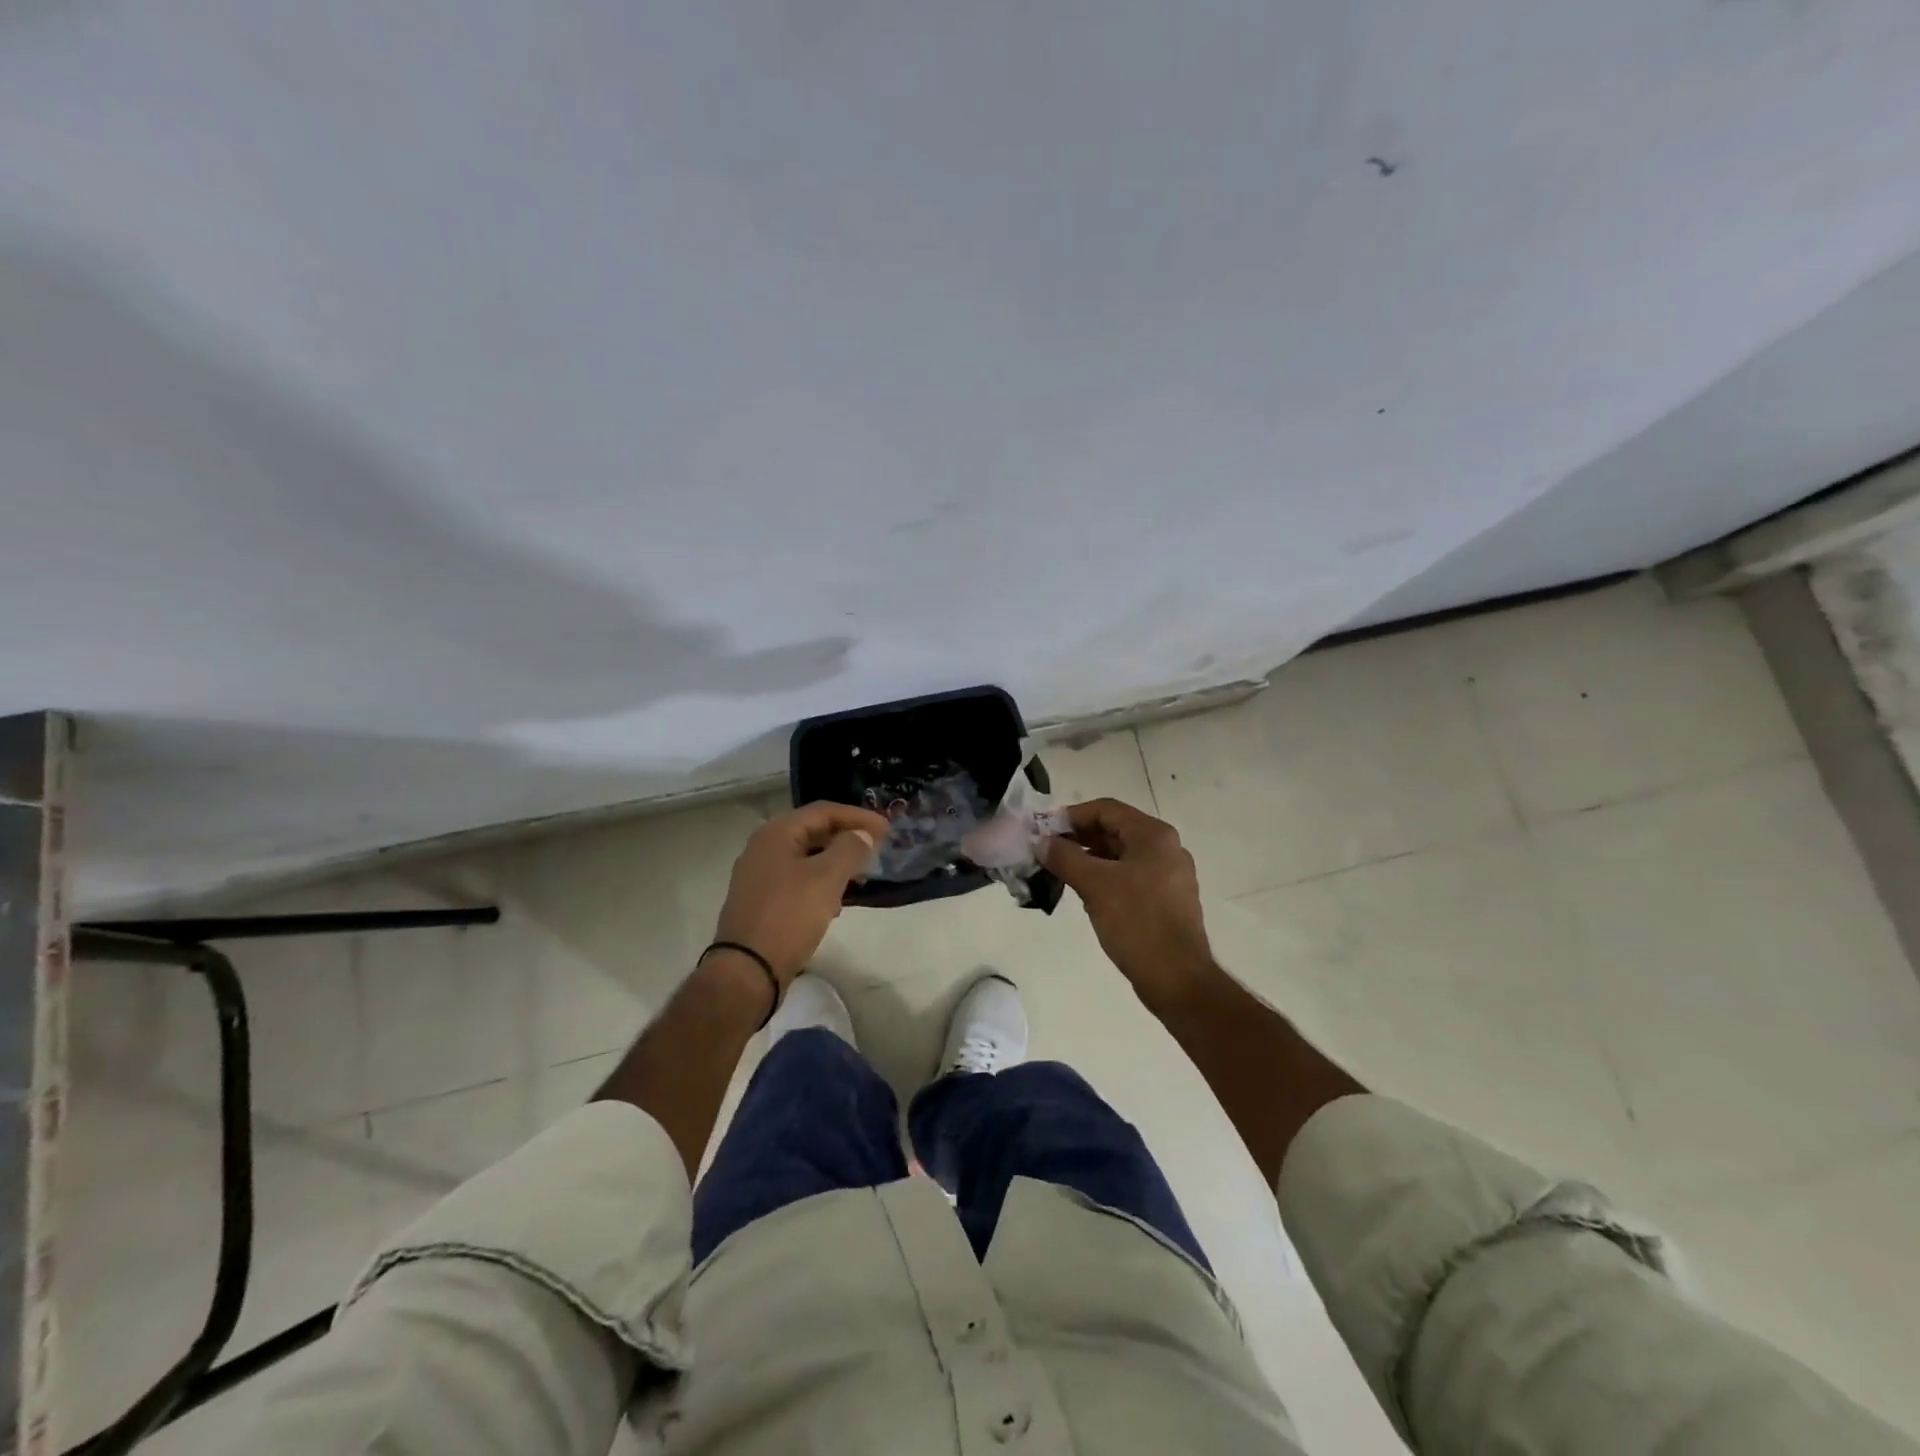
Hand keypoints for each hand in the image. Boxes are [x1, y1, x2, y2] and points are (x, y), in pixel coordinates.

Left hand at [711, 801, 888, 986]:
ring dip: (835, 862)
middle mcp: (763, 848)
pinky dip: (820, 883)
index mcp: (776, 833)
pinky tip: (835, 903)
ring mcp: (758, 876)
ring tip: (862, 876)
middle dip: (847, 838)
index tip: (887, 829)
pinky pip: (796, 880)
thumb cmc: (788, 916)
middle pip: (813, 831)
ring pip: (805, 857)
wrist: (747, 970)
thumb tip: (862, 835)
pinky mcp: (760, 902)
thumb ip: (849, 849)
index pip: (824, 811)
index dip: (858, 816)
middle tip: (876, 848)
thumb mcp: (826, 878)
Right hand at [1043, 798, 1213, 1009]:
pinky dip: (1104, 877)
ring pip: (1120, 855)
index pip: (1106, 809)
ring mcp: (1168, 875)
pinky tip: (1083, 892)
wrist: (1177, 979)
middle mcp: (1165, 848)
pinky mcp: (1165, 900)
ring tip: (1057, 871)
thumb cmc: (1137, 922)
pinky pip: (1129, 876)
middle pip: (1114, 830)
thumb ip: (1065, 857)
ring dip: (1088, 858)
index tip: (1043, 830)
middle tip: (1046, 850)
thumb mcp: (1095, 885)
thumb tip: (1042, 842)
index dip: (1071, 816)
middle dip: (1078, 838)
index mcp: (1154, 836)